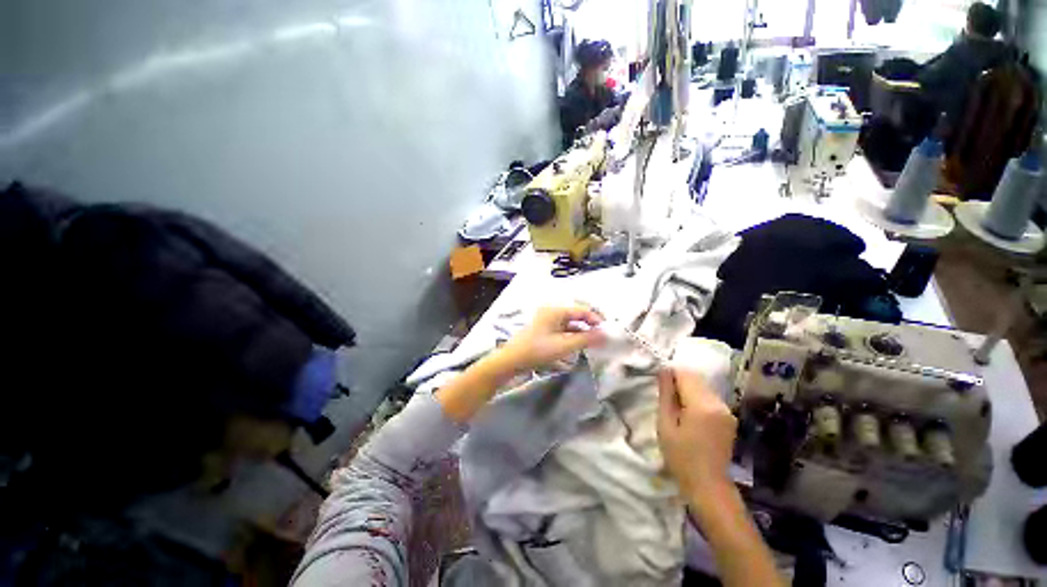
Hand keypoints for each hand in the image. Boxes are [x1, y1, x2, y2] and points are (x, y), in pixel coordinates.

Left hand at [496, 306, 605, 373]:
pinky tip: (577, 347)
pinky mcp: (543, 331)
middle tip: (601, 338)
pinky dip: (571, 337)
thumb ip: (586, 339)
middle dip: (589, 326)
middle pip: (576, 316)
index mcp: (556, 311)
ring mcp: (546, 322)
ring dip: (581, 333)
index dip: (596, 319)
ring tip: (592, 344)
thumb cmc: (537, 350)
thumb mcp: (564, 346)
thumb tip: (605, 335)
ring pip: (569, 325)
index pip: (582, 310)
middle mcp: (551, 312)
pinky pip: (562, 331)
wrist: (511, 361)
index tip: (607, 332)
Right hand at [657, 367, 736, 495]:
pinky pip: (710, 398)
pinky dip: (698, 398)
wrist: (708, 486)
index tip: (661, 386)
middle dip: (680, 381)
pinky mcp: (729, 417)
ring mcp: (727, 410)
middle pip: (696, 378)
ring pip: (703, 386)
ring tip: (678, 409)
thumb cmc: (681, 456)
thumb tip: (664, 370)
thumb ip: (666, 394)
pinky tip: (691, 415)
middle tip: (667, 399)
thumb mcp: (665, 424)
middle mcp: (719, 403)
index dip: (670, 374)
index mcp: (702, 405)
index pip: (685, 373)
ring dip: (689, 390)